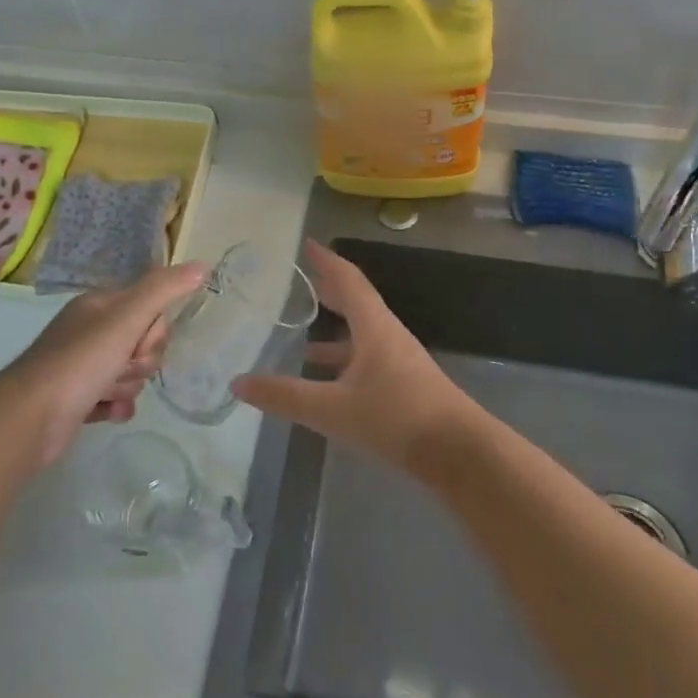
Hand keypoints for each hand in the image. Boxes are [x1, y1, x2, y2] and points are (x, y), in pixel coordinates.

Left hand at [0, 263, 206, 466]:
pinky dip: (116, 405)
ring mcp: (82, 366)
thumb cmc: (80, 361)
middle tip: (123, 367)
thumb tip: (203, 264)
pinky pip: (115, 397)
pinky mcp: (78, 399)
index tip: (139, 341)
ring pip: (130, 371)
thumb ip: (164, 290)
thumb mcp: (126, 318)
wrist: (30, 419)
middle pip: (143, 341)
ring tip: (108, 392)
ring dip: (127, 384)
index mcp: (99, 305)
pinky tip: (109, 411)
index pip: (149, 306)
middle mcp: (90, 330)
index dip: (153, 329)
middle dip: (142, 360)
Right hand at [232, 239, 486, 474]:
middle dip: (329, 290)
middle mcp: (388, 335)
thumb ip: (285, 396)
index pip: (347, 280)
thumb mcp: (332, 409)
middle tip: (303, 280)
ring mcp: (400, 361)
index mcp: (373, 326)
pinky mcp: (406, 385)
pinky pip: (368, 359)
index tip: (307, 244)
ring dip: (336, 331)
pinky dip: (345, 360)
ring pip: (362, 334)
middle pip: (356, 302)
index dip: (327, 261)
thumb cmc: (396, 418)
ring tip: (303, 340)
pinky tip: (329, 383)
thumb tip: (237, 383)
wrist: (459, 452)